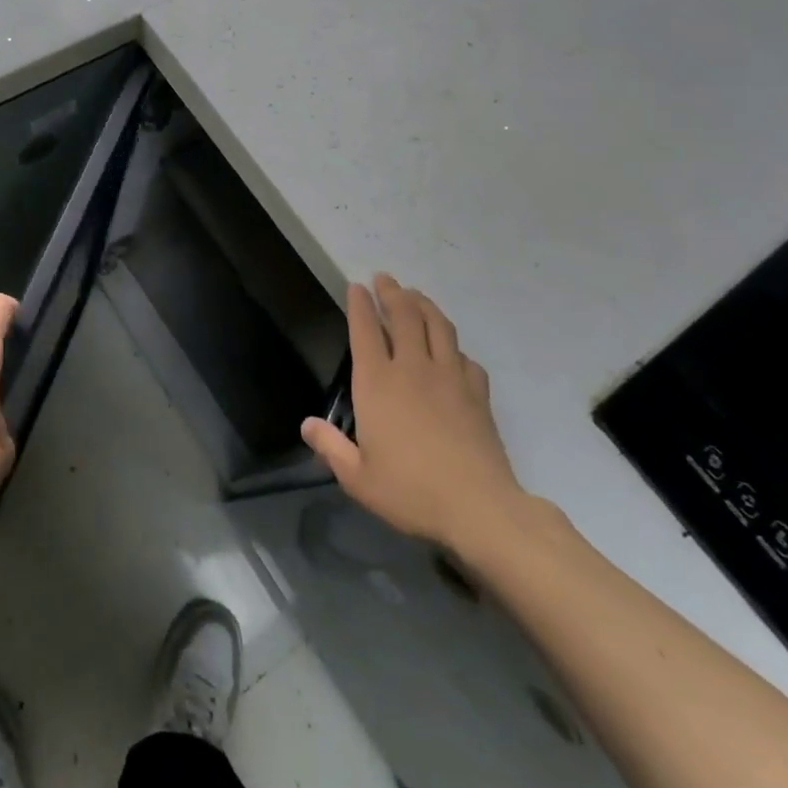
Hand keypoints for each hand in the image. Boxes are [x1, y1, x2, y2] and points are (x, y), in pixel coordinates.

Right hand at [301, 274, 530, 550]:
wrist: (479, 508)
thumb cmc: (410, 491)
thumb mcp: (357, 477)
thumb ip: (330, 447)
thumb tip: (308, 425)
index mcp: (377, 383)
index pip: (365, 331)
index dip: (360, 305)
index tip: (357, 287)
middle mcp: (412, 369)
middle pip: (405, 316)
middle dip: (393, 293)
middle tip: (385, 279)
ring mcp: (450, 379)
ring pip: (438, 327)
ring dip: (425, 306)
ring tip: (416, 296)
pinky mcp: (478, 395)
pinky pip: (466, 359)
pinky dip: (455, 348)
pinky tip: (453, 352)